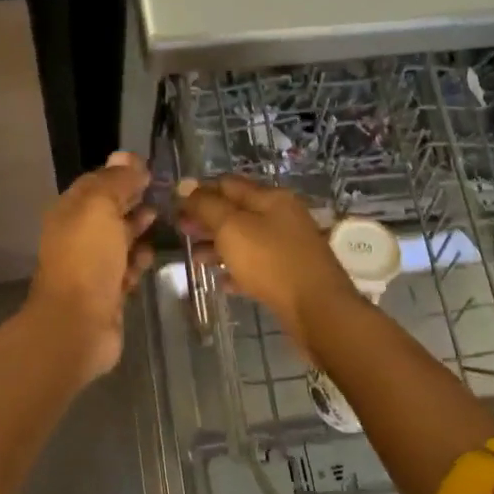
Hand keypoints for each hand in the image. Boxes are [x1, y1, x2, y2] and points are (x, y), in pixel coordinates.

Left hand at [26, 152, 156, 378]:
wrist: (78, 324)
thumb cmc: (87, 258)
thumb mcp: (101, 207)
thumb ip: (116, 182)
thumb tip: (127, 156)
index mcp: (69, 211)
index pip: (96, 182)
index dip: (122, 173)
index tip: (151, 169)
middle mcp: (78, 235)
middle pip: (109, 210)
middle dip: (133, 201)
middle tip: (163, 194)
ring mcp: (92, 265)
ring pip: (119, 239)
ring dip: (138, 230)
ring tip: (163, 221)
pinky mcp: (107, 292)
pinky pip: (126, 268)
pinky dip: (137, 261)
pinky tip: (150, 256)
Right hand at [176, 176, 359, 349]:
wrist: (318, 310)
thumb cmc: (271, 262)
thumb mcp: (232, 228)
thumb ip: (206, 206)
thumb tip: (185, 185)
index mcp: (270, 198)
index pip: (228, 184)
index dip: (200, 191)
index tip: (175, 205)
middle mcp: (281, 216)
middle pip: (236, 211)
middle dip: (207, 220)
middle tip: (181, 231)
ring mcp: (288, 246)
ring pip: (245, 239)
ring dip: (218, 246)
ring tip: (195, 259)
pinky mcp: (290, 274)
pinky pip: (256, 266)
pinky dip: (236, 269)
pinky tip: (221, 281)